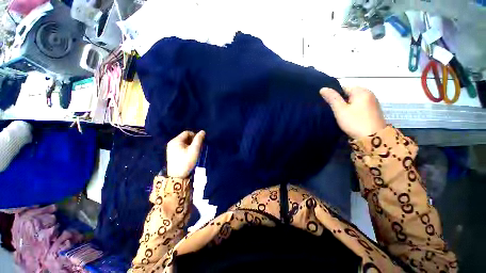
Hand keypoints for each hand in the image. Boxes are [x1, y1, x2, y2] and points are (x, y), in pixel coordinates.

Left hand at [166, 130, 205, 177]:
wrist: (177, 176)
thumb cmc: (186, 161)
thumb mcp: (194, 149)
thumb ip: (199, 139)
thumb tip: (202, 131)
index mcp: (176, 140)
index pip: (187, 133)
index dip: (195, 136)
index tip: (200, 143)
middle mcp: (172, 143)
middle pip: (185, 138)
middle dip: (193, 141)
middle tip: (199, 148)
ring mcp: (171, 149)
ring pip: (184, 143)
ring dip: (191, 146)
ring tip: (195, 152)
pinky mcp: (172, 154)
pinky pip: (181, 148)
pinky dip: (187, 149)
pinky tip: (190, 155)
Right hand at [320, 86, 385, 138]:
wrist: (373, 138)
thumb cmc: (355, 122)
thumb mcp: (340, 110)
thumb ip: (332, 98)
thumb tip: (323, 88)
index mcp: (361, 91)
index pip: (344, 88)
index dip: (335, 95)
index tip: (331, 105)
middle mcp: (369, 94)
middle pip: (350, 94)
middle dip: (341, 101)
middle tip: (335, 111)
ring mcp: (373, 102)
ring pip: (355, 100)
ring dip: (347, 106)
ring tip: (341, 115)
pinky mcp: (374, 111)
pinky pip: (360, 106)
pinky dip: (354, 109)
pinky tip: (350, 117)